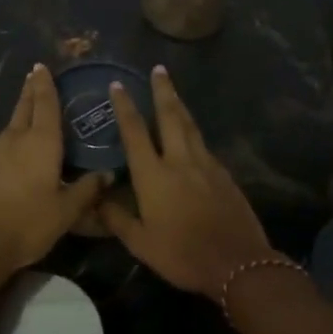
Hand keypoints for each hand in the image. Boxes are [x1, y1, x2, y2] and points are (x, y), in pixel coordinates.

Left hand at [0, 64, 109, 275]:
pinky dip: (9, 141)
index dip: (45, 84)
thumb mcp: (67, 210)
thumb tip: (108, 174)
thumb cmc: (29, 223)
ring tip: (27, 110)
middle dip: (30, 91)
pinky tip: (12, 152)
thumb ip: (87, 190)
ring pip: (9, 126)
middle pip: (23, 108)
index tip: (42, 67)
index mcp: (41, 143)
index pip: (45, 104)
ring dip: (19, 114)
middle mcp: (15, 140)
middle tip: (33, 75)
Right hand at [101, 67, 278, 298]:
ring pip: (190, 126)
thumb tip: (95, 198)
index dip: (125, 107)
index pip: (135, 132)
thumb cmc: (182, 254)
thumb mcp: (141, 243)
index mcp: (154, 175)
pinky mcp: (224, 175)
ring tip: (172, 89)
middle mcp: (179, 161)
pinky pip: (204, 145)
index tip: (118, 85)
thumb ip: (117, 218)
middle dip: (162, 91)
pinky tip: (192, 133)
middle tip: (158, 69)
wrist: (237, 263)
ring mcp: (206, 165)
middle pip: (170, 117)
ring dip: (179, 105)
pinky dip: (193, 131)